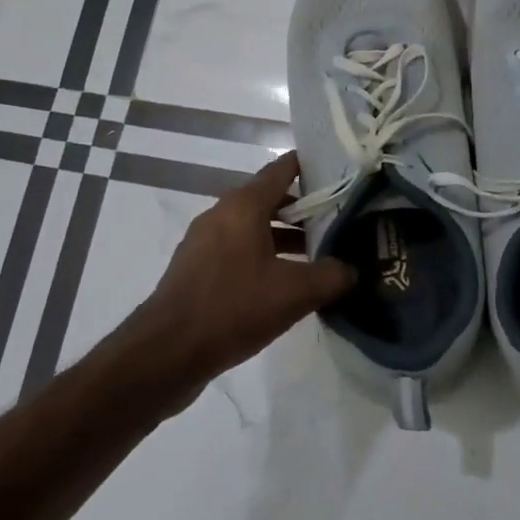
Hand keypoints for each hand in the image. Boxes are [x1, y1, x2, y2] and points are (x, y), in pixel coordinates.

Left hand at [119, 152, 354, 400]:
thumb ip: (331, 276)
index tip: (340, 172)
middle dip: (305, 208)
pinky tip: (285, 283)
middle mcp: (222, 214)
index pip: (282, 170)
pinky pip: (239, 250)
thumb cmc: (232, 308)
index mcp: (243, 206)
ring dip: (285, 237)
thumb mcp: (294, 293)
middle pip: (270, 199)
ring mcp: (205, 242)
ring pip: (254, 227)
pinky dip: (264, 256)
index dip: (311, 166)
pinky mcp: (198, 269)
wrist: (167, 352)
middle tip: (340, 219)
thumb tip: (353, 269)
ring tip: (320, 255)